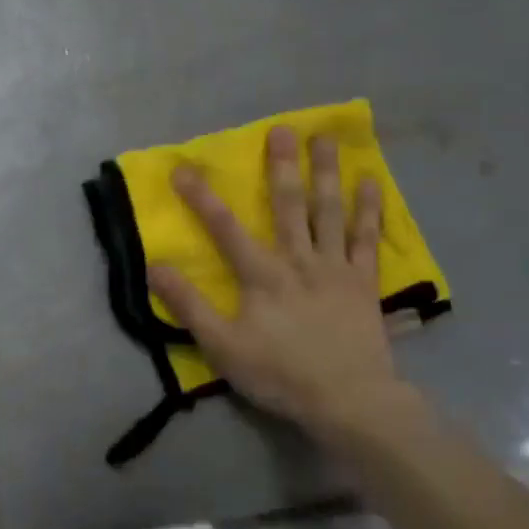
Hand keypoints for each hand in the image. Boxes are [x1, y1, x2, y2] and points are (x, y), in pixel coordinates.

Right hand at [148, 126, 422, 447]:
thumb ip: (189, 306)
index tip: (183, 168)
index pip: (224, 228)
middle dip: (281, 166)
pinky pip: (366, 238)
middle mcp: (298, 260)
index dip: (201, 197)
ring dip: (325, 173)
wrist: (348, 399)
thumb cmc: (279, 373)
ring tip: (325, 138)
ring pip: (329, 211)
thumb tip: (156, 267)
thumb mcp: (222, 346)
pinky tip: (371, 183)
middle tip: (281, 129)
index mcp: (261, 274)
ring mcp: (335, 267)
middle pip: (288, 205)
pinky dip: (369, 210)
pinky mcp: (363, 282)